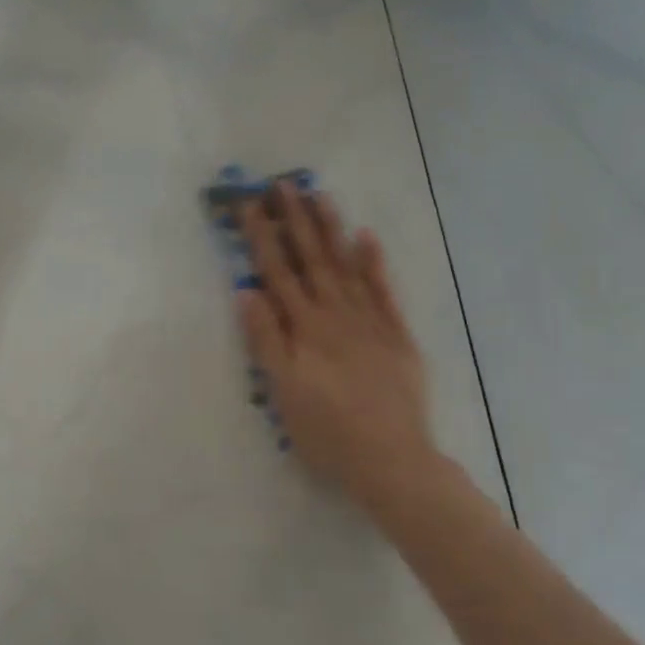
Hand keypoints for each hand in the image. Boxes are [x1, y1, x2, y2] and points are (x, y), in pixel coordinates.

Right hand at [237, 184, 452, 518]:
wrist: (393, 460)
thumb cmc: (328, 432)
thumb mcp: (283, 393)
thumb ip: (266, 340)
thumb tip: (247, 292)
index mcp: (305, 328)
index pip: (277, 272)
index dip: (262, 237)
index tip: (250, 205)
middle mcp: (336, 314)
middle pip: (312, 259)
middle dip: (295, 220)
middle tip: (283, 184)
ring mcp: (371, 321)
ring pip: (347, 265)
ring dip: (332, 229)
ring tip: (320, 195)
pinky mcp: (398, 335)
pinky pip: (385, 290)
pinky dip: (375, 262)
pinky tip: (367, 237)